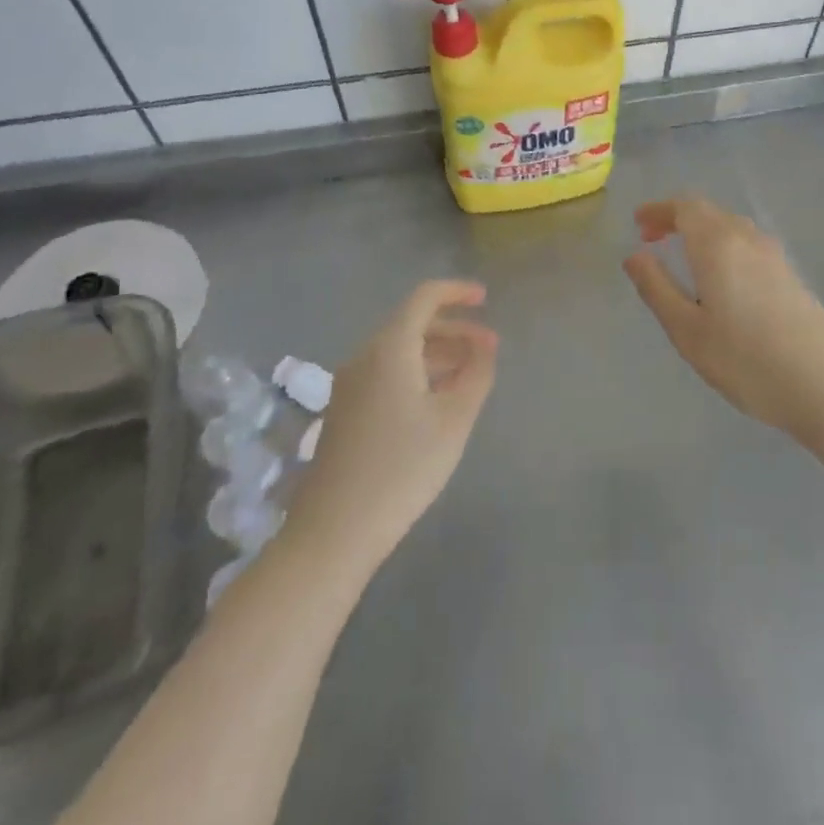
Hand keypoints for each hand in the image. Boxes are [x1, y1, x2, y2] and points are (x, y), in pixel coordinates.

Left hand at [295, 281, 496, 565]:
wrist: (334, 532)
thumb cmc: (403, 468)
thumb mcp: (454, 420)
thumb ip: (476, 374)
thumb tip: (485, 347)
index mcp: (389, 349)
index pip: (423, 298)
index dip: (456, 292)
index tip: (486, 299)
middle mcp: (364, 357)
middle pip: (412, 324)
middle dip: (454, 329)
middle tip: (490, 348)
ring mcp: (349, 386)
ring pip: (400, 351)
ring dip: (438, 353)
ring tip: (472, 375)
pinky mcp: (344, 412)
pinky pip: (386, 374)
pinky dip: (418, 373)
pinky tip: (438, 401)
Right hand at [623, 198, 823, 442]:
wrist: (823, 385)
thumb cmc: (745, 360)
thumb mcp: (687, 330)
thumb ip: (656, 287)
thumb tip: (634, 256)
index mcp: (719, 244)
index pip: (686, 206)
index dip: (660, 210)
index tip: (639, 224)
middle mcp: (748, 239)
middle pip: (709, 211)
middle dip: (677, 218)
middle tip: (652, 239)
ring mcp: (775, 255)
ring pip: (731, 226)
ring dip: (702, 232)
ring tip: (683, 258)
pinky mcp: (791, 274)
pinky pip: (749, 244)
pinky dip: (724, 246)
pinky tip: (721, 279)